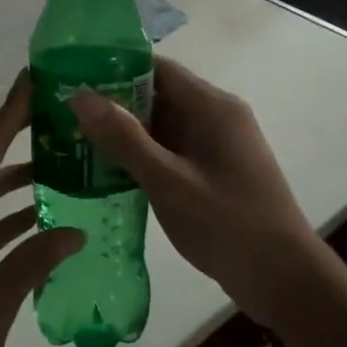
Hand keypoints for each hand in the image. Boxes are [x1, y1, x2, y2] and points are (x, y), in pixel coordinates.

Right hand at [72, 59, 323, 321]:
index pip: (156, 68)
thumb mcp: (168, 181)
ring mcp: (217, 146)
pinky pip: (172, 151)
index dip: (113, 68)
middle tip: (63, 114)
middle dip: (113, 104)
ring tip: (74, 141)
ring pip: (162, 126)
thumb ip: (124, 138)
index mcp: (211, 106)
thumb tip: (80, 95)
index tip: (71, 77)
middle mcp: (216, 117)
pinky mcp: (214, 172)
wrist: (283, 278)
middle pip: (157, 95)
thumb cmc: (227, 223)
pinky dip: (142, 156)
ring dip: (125, 133)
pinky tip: (107, 172)